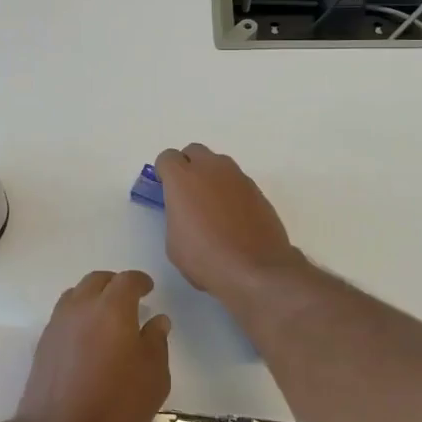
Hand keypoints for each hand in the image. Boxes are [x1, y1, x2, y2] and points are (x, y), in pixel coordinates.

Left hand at [13, 270, 170, 421]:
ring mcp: (58, 323)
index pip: (127, 280)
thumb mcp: (153, 377)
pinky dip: (78, 315)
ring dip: (93, 297)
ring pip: (77, 294)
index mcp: (113, 308)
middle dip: (115, 284)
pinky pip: (64, 315)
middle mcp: (82, 307)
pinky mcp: (44, 343)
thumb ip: (157, 342)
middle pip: (98, 280)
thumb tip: (157, 321)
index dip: (140, 281)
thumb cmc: (115, 404)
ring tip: (106, 316)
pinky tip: (87, 338)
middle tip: (129, 300)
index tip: (148, 289)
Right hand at [153, 145, 305, 308]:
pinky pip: (236, 181)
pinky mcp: (257, 190)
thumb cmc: (206, 258)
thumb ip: (176, 215)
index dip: (164, 173)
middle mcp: (211, 169)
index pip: (167, 158)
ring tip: (211, 207)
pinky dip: (230, 191)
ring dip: (210, 176)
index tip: (165, 190)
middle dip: (187, 166)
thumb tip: (186, 212)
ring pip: (218, 164)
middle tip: (187, 194)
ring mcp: (238, 177)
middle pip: (194, 151)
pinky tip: (232, 218)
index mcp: (183, 178)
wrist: (255, 270)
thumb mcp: (174, 242)